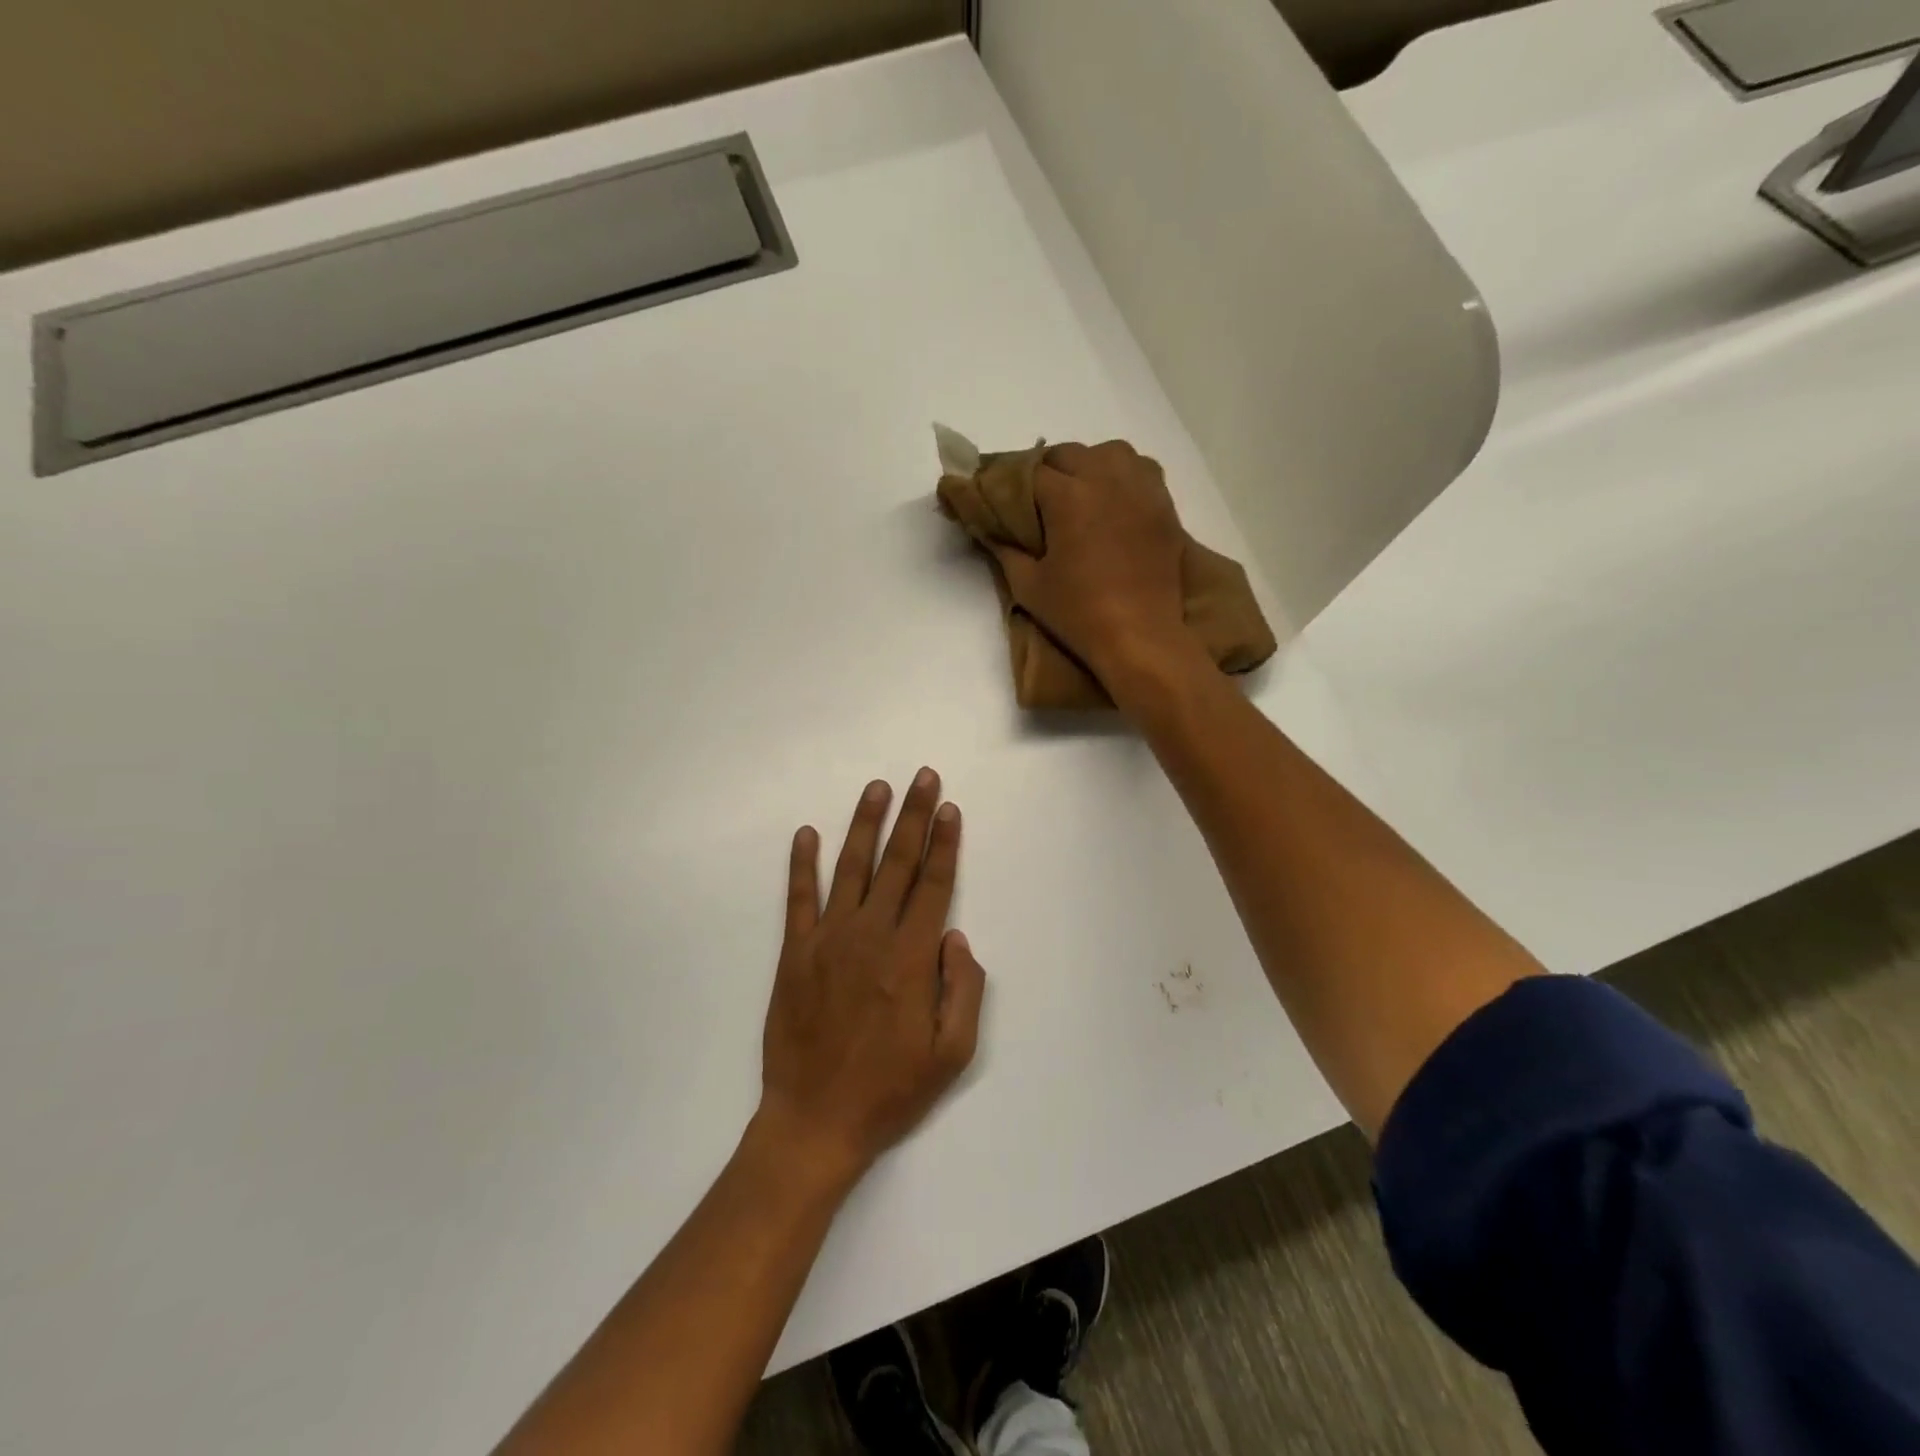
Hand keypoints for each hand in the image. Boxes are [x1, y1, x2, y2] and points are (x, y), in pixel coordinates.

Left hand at [756, 769, 985, 1184]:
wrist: (815, 1121)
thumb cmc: (891, 1090)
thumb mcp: (952, 1053)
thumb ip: (965, 989)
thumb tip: (956, 935)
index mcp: (911, 958)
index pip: (933, 885)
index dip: (943, 844)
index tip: (949, 809)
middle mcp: (870, 936)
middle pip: (897, 863)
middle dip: (913, 816)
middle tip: (923, 776)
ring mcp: (828, 940)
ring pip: (851, 868)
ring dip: (866, 825)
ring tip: (877, 788)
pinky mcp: (794, 953)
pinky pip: (798, 899)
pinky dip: (801, 864)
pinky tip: (806, 834)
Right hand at [991, 441, 1200, 684]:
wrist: (1140, 635)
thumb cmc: (1079, 613)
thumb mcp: (1029, 586)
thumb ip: (1005, 549)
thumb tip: (989, 529)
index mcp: (1068, 496)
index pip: (1029, 473)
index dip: (1009, 484)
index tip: (999, 497)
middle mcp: (1106, 479)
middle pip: (1068, 454)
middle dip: (1047, 471)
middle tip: (1035, 502)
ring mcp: (1140, 489)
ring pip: (1109, 452)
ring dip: (1087, 464)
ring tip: (1078, 492)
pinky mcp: (1163, 505)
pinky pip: (1141, 469)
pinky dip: (1122, 474)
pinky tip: (1113, 499)